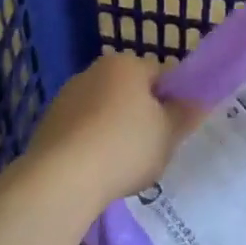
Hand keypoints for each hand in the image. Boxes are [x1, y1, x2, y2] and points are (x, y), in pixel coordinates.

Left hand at [21, 53, 196, 213]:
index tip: (176, 127)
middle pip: (130, 91)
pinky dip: (91, 145)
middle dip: (142, 115)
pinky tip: (97, 171)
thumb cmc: (125, 147)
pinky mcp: (47, 124)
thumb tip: (198, 101)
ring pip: (104, 111)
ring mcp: (66, 97)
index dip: (174, 100)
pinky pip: (82, 131)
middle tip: (153, 147)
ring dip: (115, 130)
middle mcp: (93, 71)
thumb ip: (186, 114)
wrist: (60, 180)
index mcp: (126, 64)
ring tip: (123, 165)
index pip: (161, 74)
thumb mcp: (169, 133)